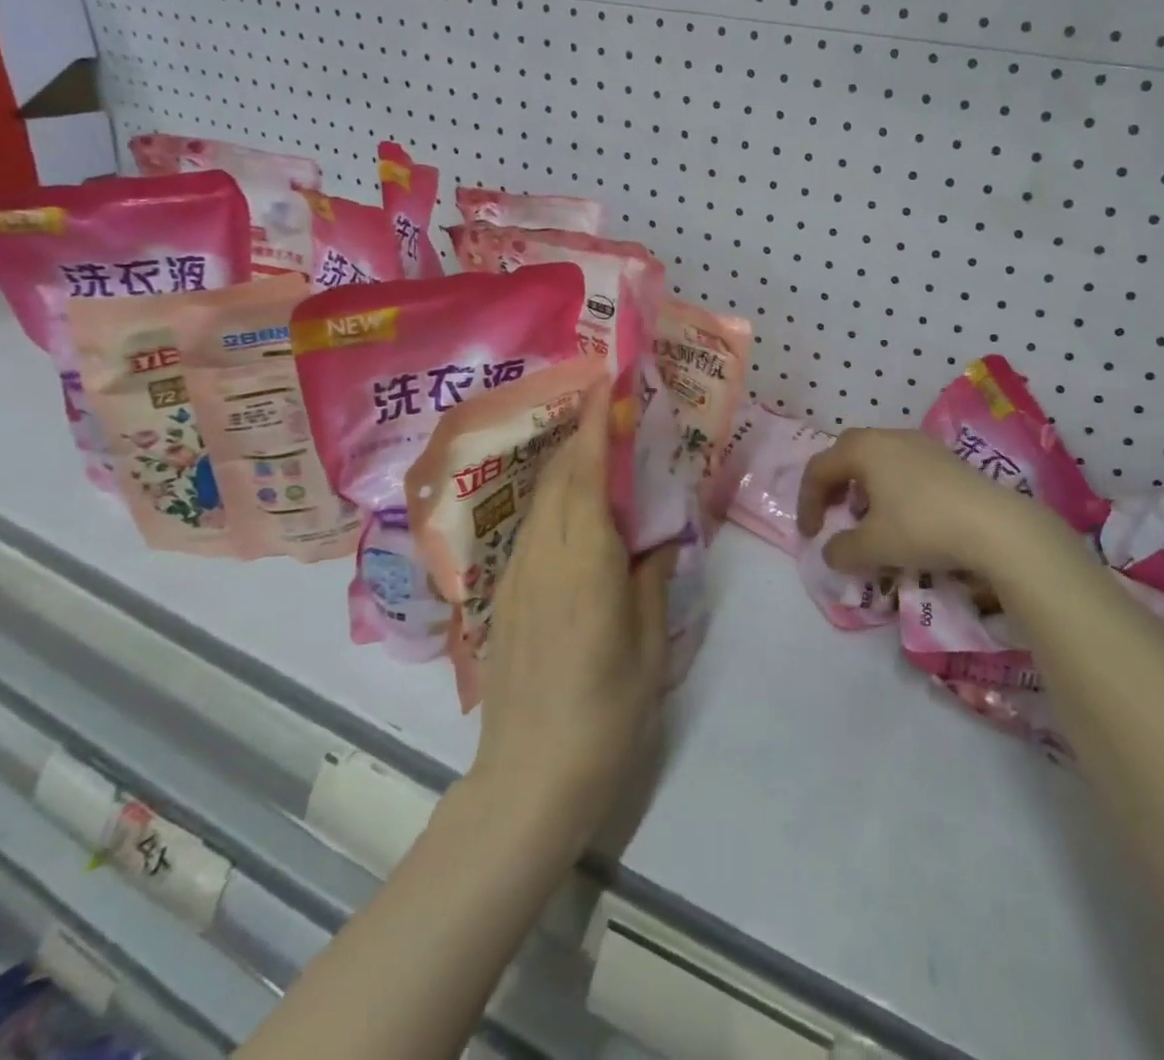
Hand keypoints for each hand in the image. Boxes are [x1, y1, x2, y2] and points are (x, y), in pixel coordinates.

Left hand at [469, 380, 669, 843]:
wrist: (528, 779)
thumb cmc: (605, 715)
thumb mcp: (649, 648)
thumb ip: (651, 580)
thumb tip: (657, 538)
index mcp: (585, 563)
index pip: (587, 474)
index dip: (596, 424)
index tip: (608, 384)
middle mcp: (544, 556)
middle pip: (560, 477)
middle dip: (583, 432)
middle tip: (612, 402)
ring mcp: (517, 574)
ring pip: (543, 499)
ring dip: (568, 462)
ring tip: (598, 443)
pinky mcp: (505, 595)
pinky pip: (534, 527)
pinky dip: (556, 497)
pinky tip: (575, 505)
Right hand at [798, 427, 1042, 575]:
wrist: (994, 525)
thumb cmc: (922, 527)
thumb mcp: (873, 547)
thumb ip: (842, 550)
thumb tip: (832, 552)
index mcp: (864, 449)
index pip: (819, 468)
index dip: (806, 502)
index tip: (811, 536)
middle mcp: (889, 437)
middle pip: (847, 453)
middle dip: (833, 485)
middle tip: (834, 514)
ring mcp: (921, 444)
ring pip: (877, 458)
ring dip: (863, 486)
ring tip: (869, 519)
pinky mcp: (946, 459)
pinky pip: (903, 465)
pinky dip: (890, 487)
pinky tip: (904, 516)